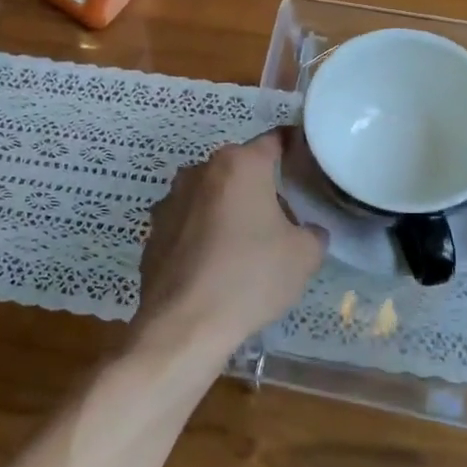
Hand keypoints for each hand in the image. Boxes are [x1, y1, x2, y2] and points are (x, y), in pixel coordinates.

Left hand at [135, 129, 326, 356]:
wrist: (184, 324)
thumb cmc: (251, 277)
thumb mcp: (304, 256)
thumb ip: (313, 233)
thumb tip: (307, 231)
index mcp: (240, 165)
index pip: (274, 141)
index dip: (293, 147)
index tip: (305, 162)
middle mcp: (200, 171)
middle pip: (240, 169)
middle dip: (260, 187)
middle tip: (281, 218)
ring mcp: (171, 200)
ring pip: (211, 195)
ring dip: (228, 210)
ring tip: (245, 246)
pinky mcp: (153, 231)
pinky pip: (188, 223)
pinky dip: (203, 235)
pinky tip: (215, 266)